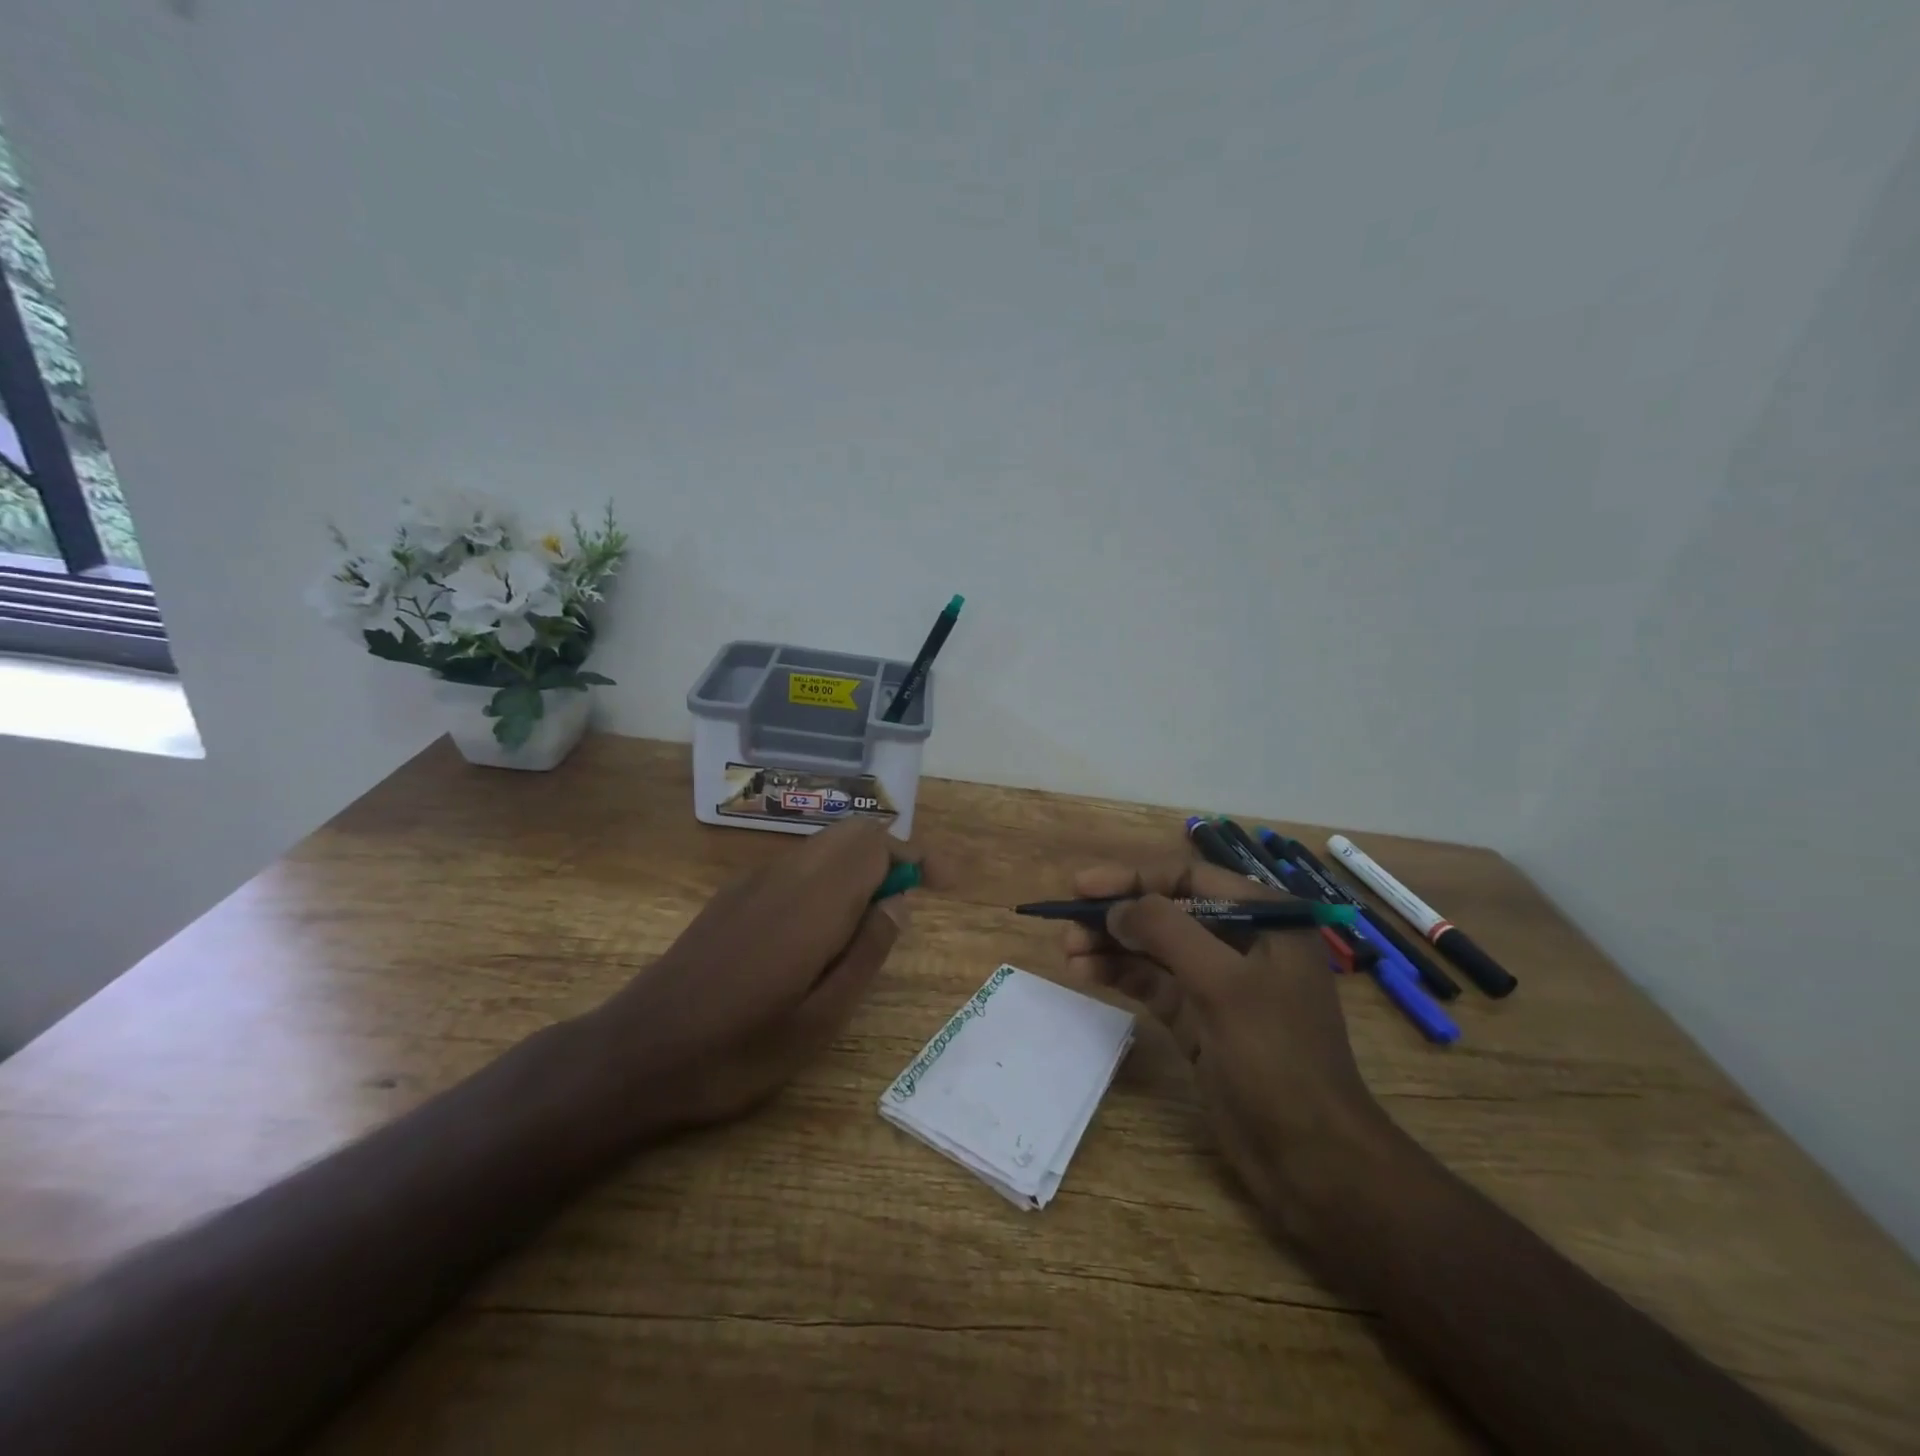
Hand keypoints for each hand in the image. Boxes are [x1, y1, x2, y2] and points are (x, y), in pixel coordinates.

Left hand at [593, 819, 911, 1138]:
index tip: (945, 884)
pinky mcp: (732, 896)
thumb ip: (866, 952)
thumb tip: (899, 903)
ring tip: (866, 927)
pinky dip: (826, 878)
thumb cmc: (736, 1051)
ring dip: (857, 867)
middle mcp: (786, 875)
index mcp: (814, 900)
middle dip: (889, 858)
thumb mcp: (820, 1020)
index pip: (877, 844)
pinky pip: (795, 866)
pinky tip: (817, 933)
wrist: (636, 1055)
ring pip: (823, 847)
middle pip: (852, 834)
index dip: (917, 856)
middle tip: (904, 909)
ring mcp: (753, 881)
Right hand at [1063, 860, 1390, 1234]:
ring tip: (1068, 951)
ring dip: (1112, 946)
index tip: (1084, 886)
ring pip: (1155, 950)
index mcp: (1265, 920)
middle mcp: (1242, 943)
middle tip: (1067, 923)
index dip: (1134, 878)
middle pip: (1167, 912)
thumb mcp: (1223, 984)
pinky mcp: (1200, 1019)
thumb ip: (1166, 931)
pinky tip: (1086, 973)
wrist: (1311, 1159)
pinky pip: (1153, 984)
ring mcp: (1219, 984)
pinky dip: (1121, 975)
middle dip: (1118, 915)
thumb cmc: (1276, 1058)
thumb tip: (1116, 908)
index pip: (1189, 878)